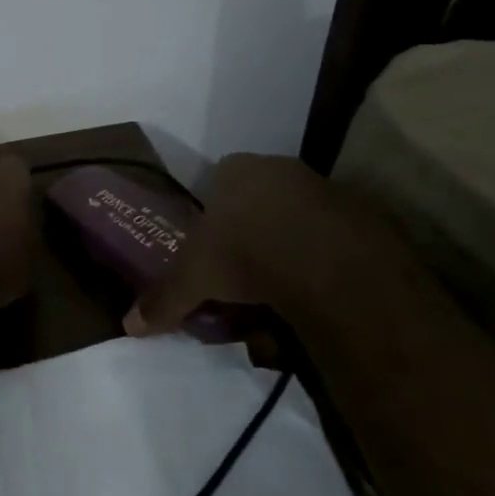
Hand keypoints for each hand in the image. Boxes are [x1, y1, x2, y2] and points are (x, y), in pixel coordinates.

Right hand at [125, 153, 387, 335]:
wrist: (333, 268)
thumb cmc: (248, 254)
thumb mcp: (195, 278)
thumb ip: (163, 298)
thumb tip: (128, 326)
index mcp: (238, 169)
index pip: (218, 180)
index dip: (213, 214)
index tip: (213, 249)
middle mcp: (281, 169)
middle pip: (260, 201)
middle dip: (252, 235)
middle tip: (245, 278)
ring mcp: (327, 190)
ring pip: (298, 221)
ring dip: (289, 251)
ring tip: (282, 297)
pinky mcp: (366, 218)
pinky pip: (334, 240)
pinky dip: (324, 263)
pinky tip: (319, 296)